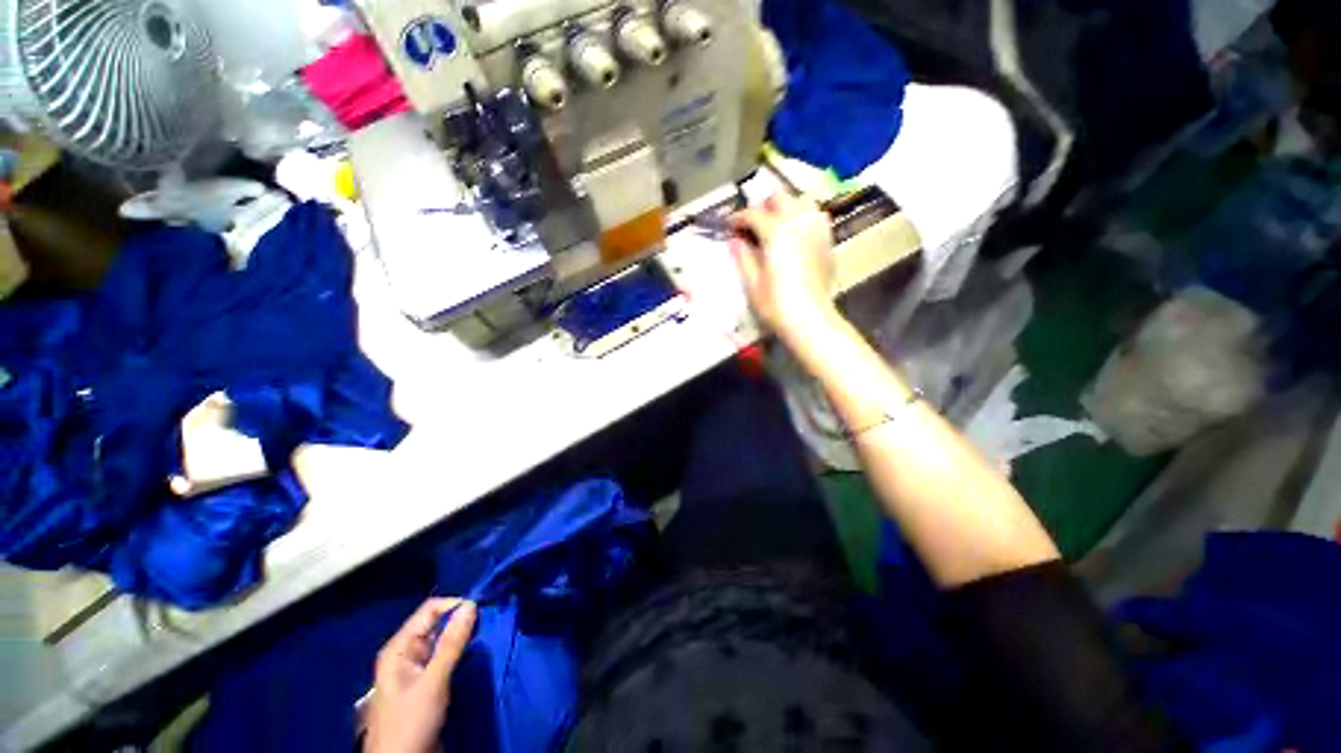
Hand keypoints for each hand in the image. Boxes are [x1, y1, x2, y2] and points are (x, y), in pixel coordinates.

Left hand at [365, 599, 477, 752]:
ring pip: (444, 641)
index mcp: (399, 648)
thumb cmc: (410, 722)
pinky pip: (446, 658)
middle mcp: (407, 653)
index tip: (482, 610)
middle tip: (488, 622)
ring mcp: (417, 669)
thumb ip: (452, 643)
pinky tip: (476, 653)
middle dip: (462, 621)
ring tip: (486, 634)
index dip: (455, 605)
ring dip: (463, 637)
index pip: (430, 611)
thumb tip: (471, 605)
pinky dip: (461, 652)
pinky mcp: (428, 683)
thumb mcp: (433, 682)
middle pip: (437, 624)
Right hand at [729, 192, 838, 343]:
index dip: (738, 218)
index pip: (753, 214)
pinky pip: (816, 217)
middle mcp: (799, 222)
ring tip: (775, 226)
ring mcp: (817, 230)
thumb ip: (743, 256)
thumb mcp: (752, 283)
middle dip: (762, 207)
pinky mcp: (828, 241)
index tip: (729, 226)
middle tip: (752, 225)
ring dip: (786, 208)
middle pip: (779, 198)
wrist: (811, 320)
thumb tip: (735, 240)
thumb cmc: (776, 304)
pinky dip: (803, 218)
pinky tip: (796, 235)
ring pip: (801, 202)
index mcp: (776, 232)